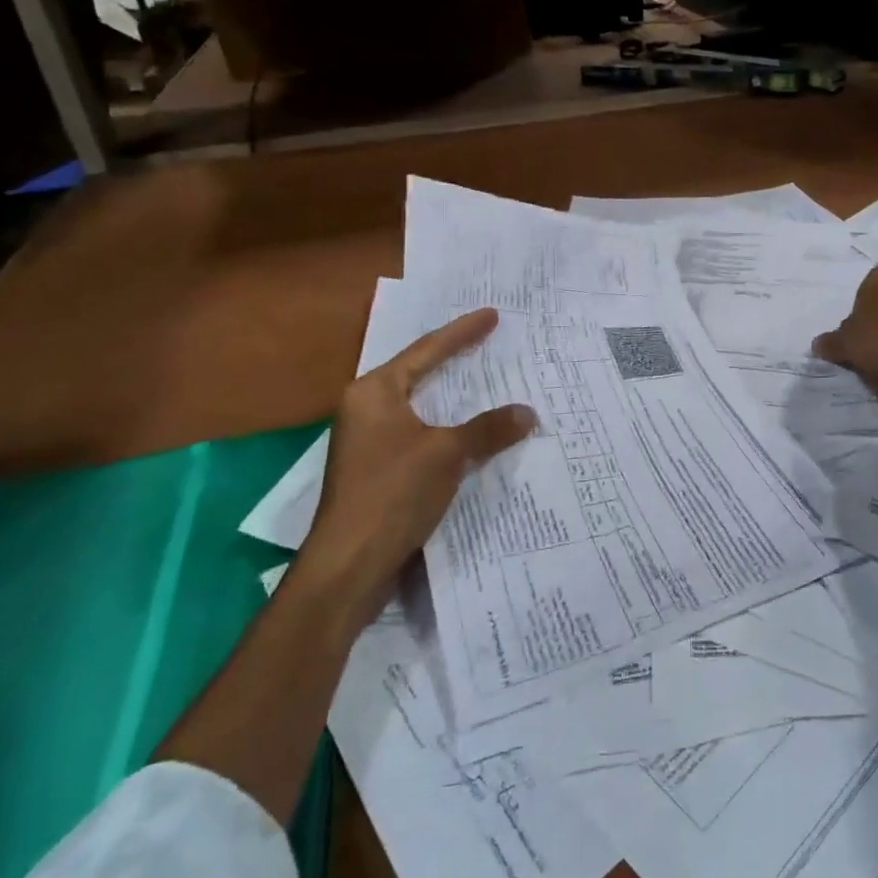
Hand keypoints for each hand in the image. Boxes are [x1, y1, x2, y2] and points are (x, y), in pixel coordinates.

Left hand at [306, 308, 535, 590]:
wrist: (349, 563)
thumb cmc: (393, 493)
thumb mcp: (446, 454)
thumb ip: (488, 429)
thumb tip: (528, 412)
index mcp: (374, 392)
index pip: (427, 350)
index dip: (462, 332)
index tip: (491, 314)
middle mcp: (365, 408)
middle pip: (418, 373)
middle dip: (454, 359)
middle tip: (488, 341)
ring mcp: (367, 440)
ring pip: (419, 406)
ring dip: (451, 397)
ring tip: (483, 380)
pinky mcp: (376, 469)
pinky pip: (418, 432)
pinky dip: (445, 427)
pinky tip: (469, 431)